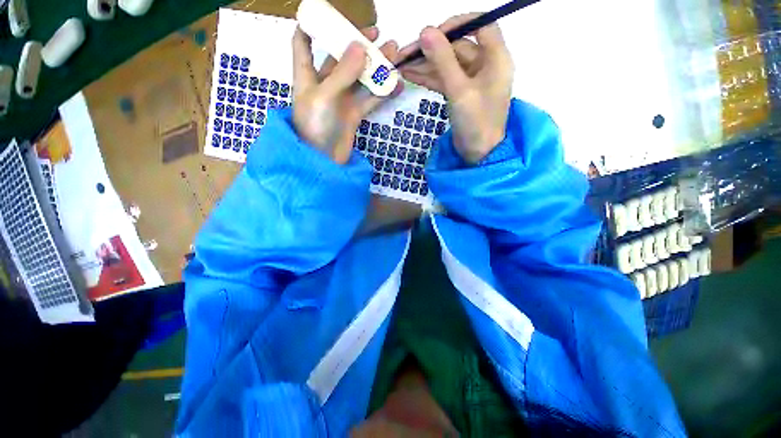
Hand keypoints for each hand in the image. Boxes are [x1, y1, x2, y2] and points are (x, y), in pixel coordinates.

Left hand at [291, 27, 402, 163]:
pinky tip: (396, 84)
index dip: (310, 27)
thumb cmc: (316, 127)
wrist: (325, 162)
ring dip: (376, 67)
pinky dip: (383, 92)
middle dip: (356, 44)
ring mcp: (342, 100)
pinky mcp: (354, 114)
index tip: (325, 15)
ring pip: (360, 78)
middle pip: (339, 58)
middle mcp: (325, 85)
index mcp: (307, 75)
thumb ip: (342, 72)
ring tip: (394, 53)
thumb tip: (360, 46)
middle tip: (377, 35)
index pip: (303, 43)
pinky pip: (370, 99)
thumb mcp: (324, 96)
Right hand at [398, 14, 513, 163]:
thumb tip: (425, 31)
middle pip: (457, 47)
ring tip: (401, 65)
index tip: (433, 32)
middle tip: (405, 53)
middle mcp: (485, 65)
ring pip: (447, 64)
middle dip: (431, 50)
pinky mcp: (460, 93)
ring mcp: (471, 80)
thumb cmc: (476, 122)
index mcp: (495, 58)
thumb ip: (443, 60)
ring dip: (426, 65)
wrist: (478, 153)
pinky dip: (429, 78)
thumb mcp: (459, 91)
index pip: (480, 25)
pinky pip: (444, 79)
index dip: (457, 24)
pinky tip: (410, 75)